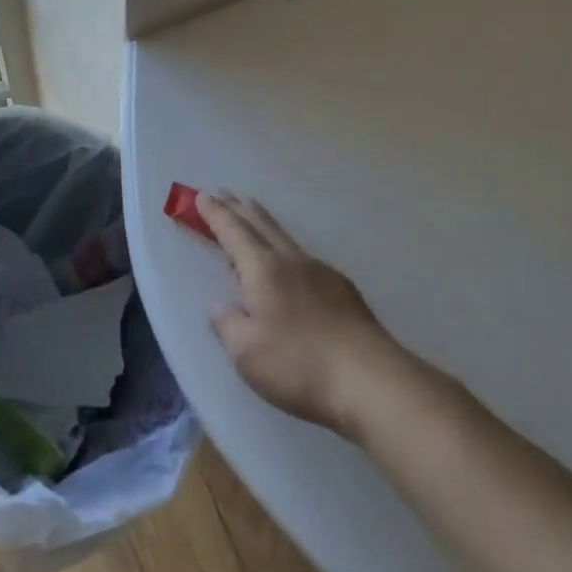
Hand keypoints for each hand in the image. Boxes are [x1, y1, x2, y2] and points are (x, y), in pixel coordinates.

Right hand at [200, 192, 407, 436]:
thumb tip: (222, 306)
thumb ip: (228, 324)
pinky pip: (304, 258)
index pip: (233, 233)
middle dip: (239, 209)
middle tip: (225, 193)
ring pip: (285, 238)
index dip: (215, 214)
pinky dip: (286, 249)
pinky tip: (291, 264)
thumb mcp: (246, 352)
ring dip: (264, 223)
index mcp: (263, 270)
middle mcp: (292, 262)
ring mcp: (321, 273)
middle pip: (261, 226)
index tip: (202, 196)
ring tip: (253, 213)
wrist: (369, 378)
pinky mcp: (343, 291)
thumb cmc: (298, 364)